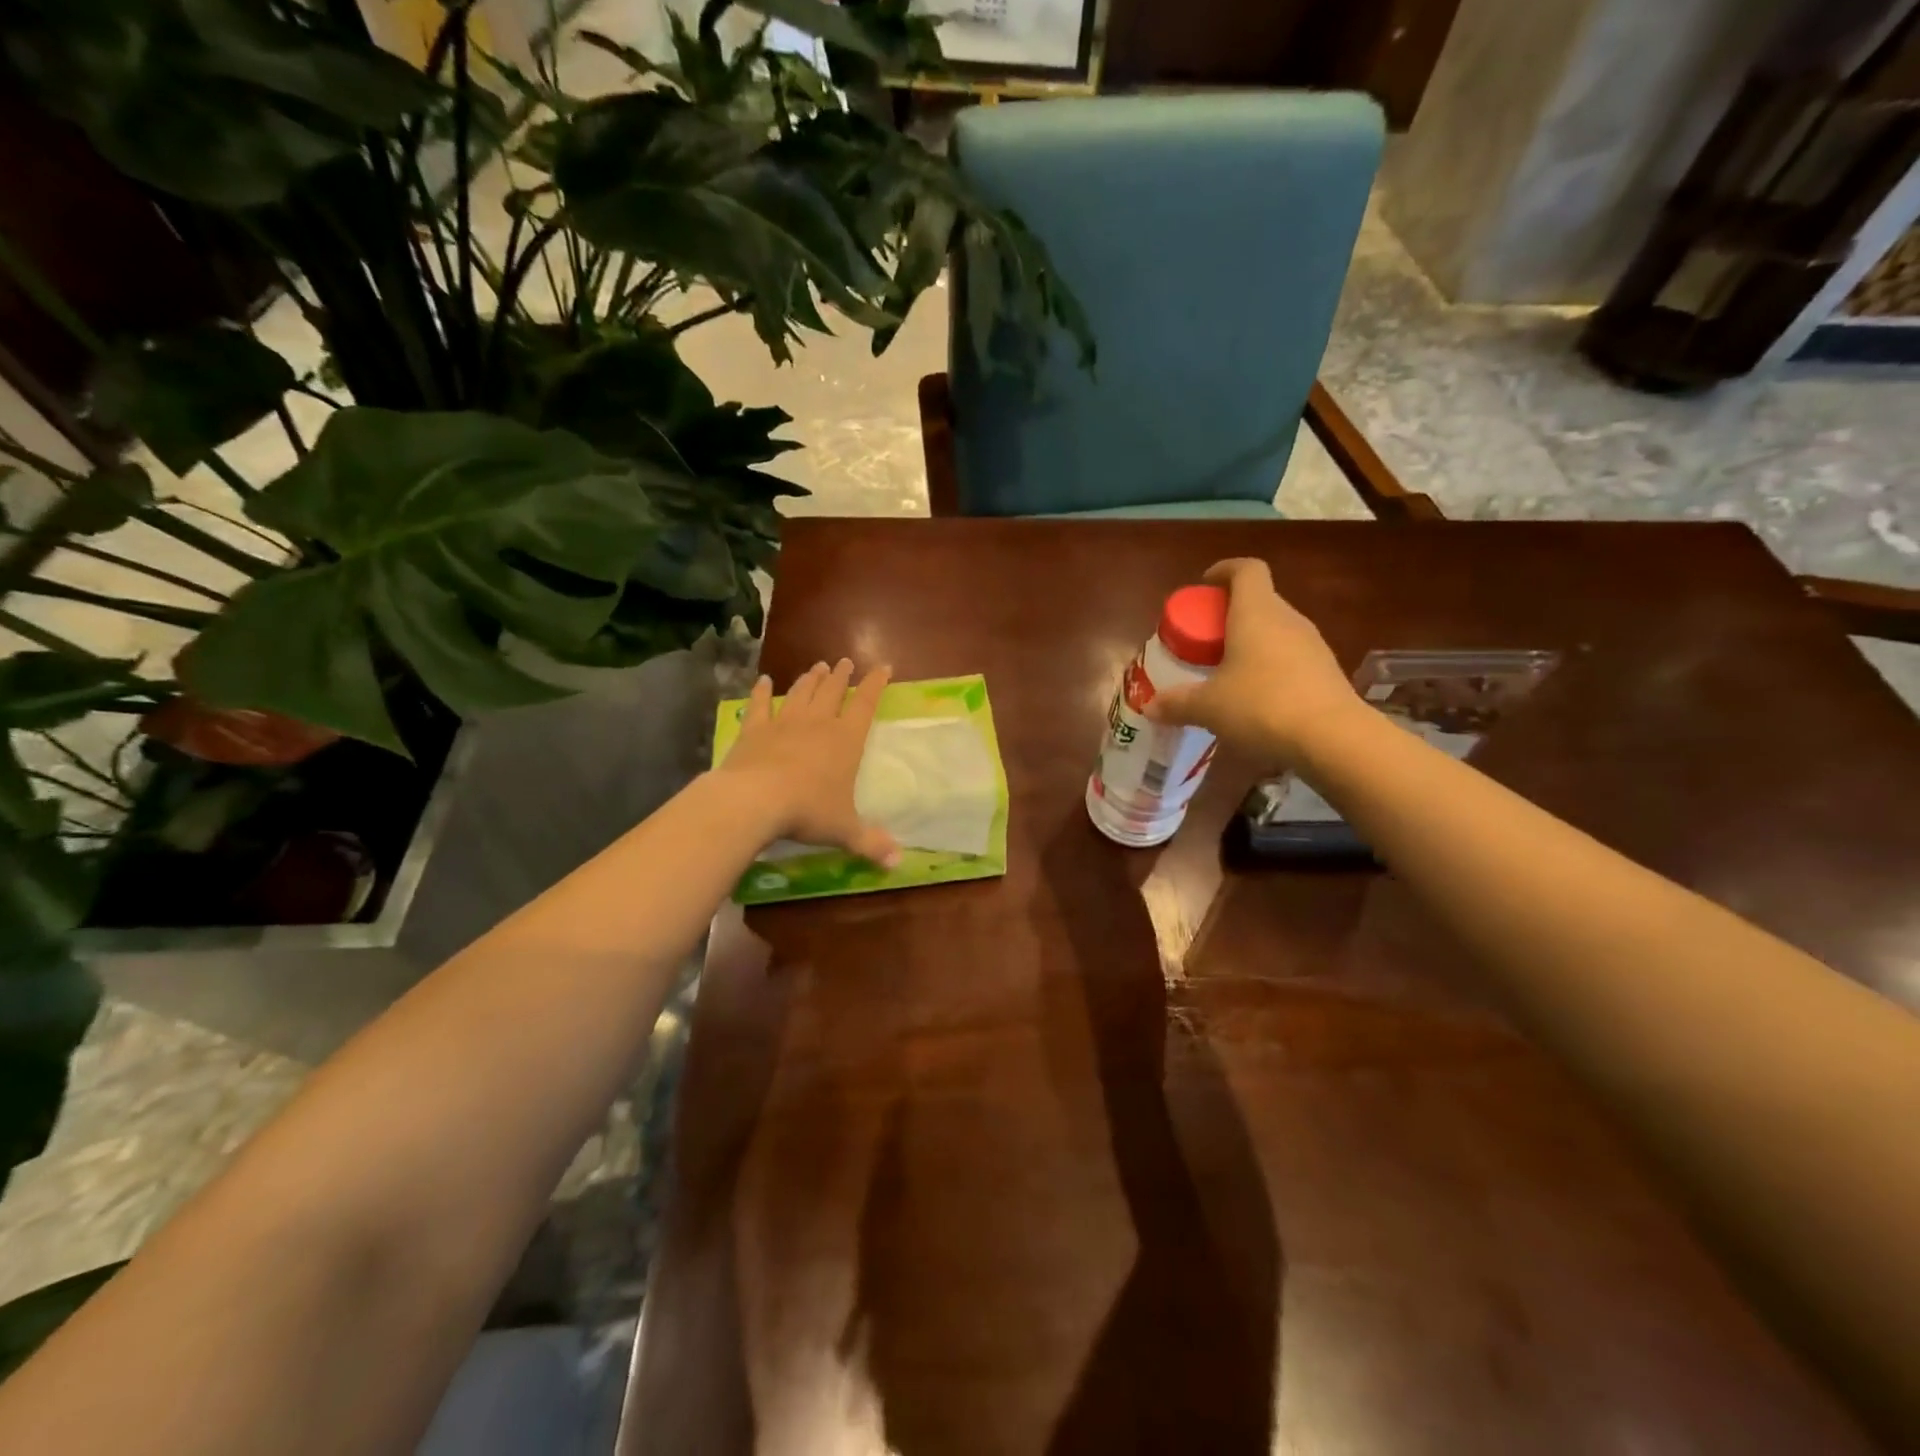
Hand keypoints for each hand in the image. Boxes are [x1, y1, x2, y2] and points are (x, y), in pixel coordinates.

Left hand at [717, 659, 900, 866]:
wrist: (756, 800)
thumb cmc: (808, 811)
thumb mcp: (845, 830)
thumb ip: (871, 843)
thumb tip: (898, 863)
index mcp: (845, 740)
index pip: (865, 704)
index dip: (875, 685)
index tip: (883, 667)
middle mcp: (817, 724)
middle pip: (832, 692)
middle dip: (841, 676)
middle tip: (845, 662)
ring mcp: (784, 723)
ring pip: (800, 693)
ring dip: (810, 679)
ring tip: (817, 667)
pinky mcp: (754, 730)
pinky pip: (759, 706)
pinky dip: (761, 692)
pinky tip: (763, 681)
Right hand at [1145, 558, 1358, 761]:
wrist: (1333, 739)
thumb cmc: (1262, 706)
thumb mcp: (1209, 707)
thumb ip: (1177, 703)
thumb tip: (1150, 708)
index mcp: (1256, 613)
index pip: (1246, 570)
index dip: (1224, 570)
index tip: (1205, 584)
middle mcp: (1287, 620)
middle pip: (1260, 600)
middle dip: (1230, 613)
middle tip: (1205, 638)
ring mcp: (1312, 645)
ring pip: (1276, 630)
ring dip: (1251, 641)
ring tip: (1227, 670)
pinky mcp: (1326, 673)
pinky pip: (1291, 657)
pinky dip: (1270, 666)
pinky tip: (1255, 697)